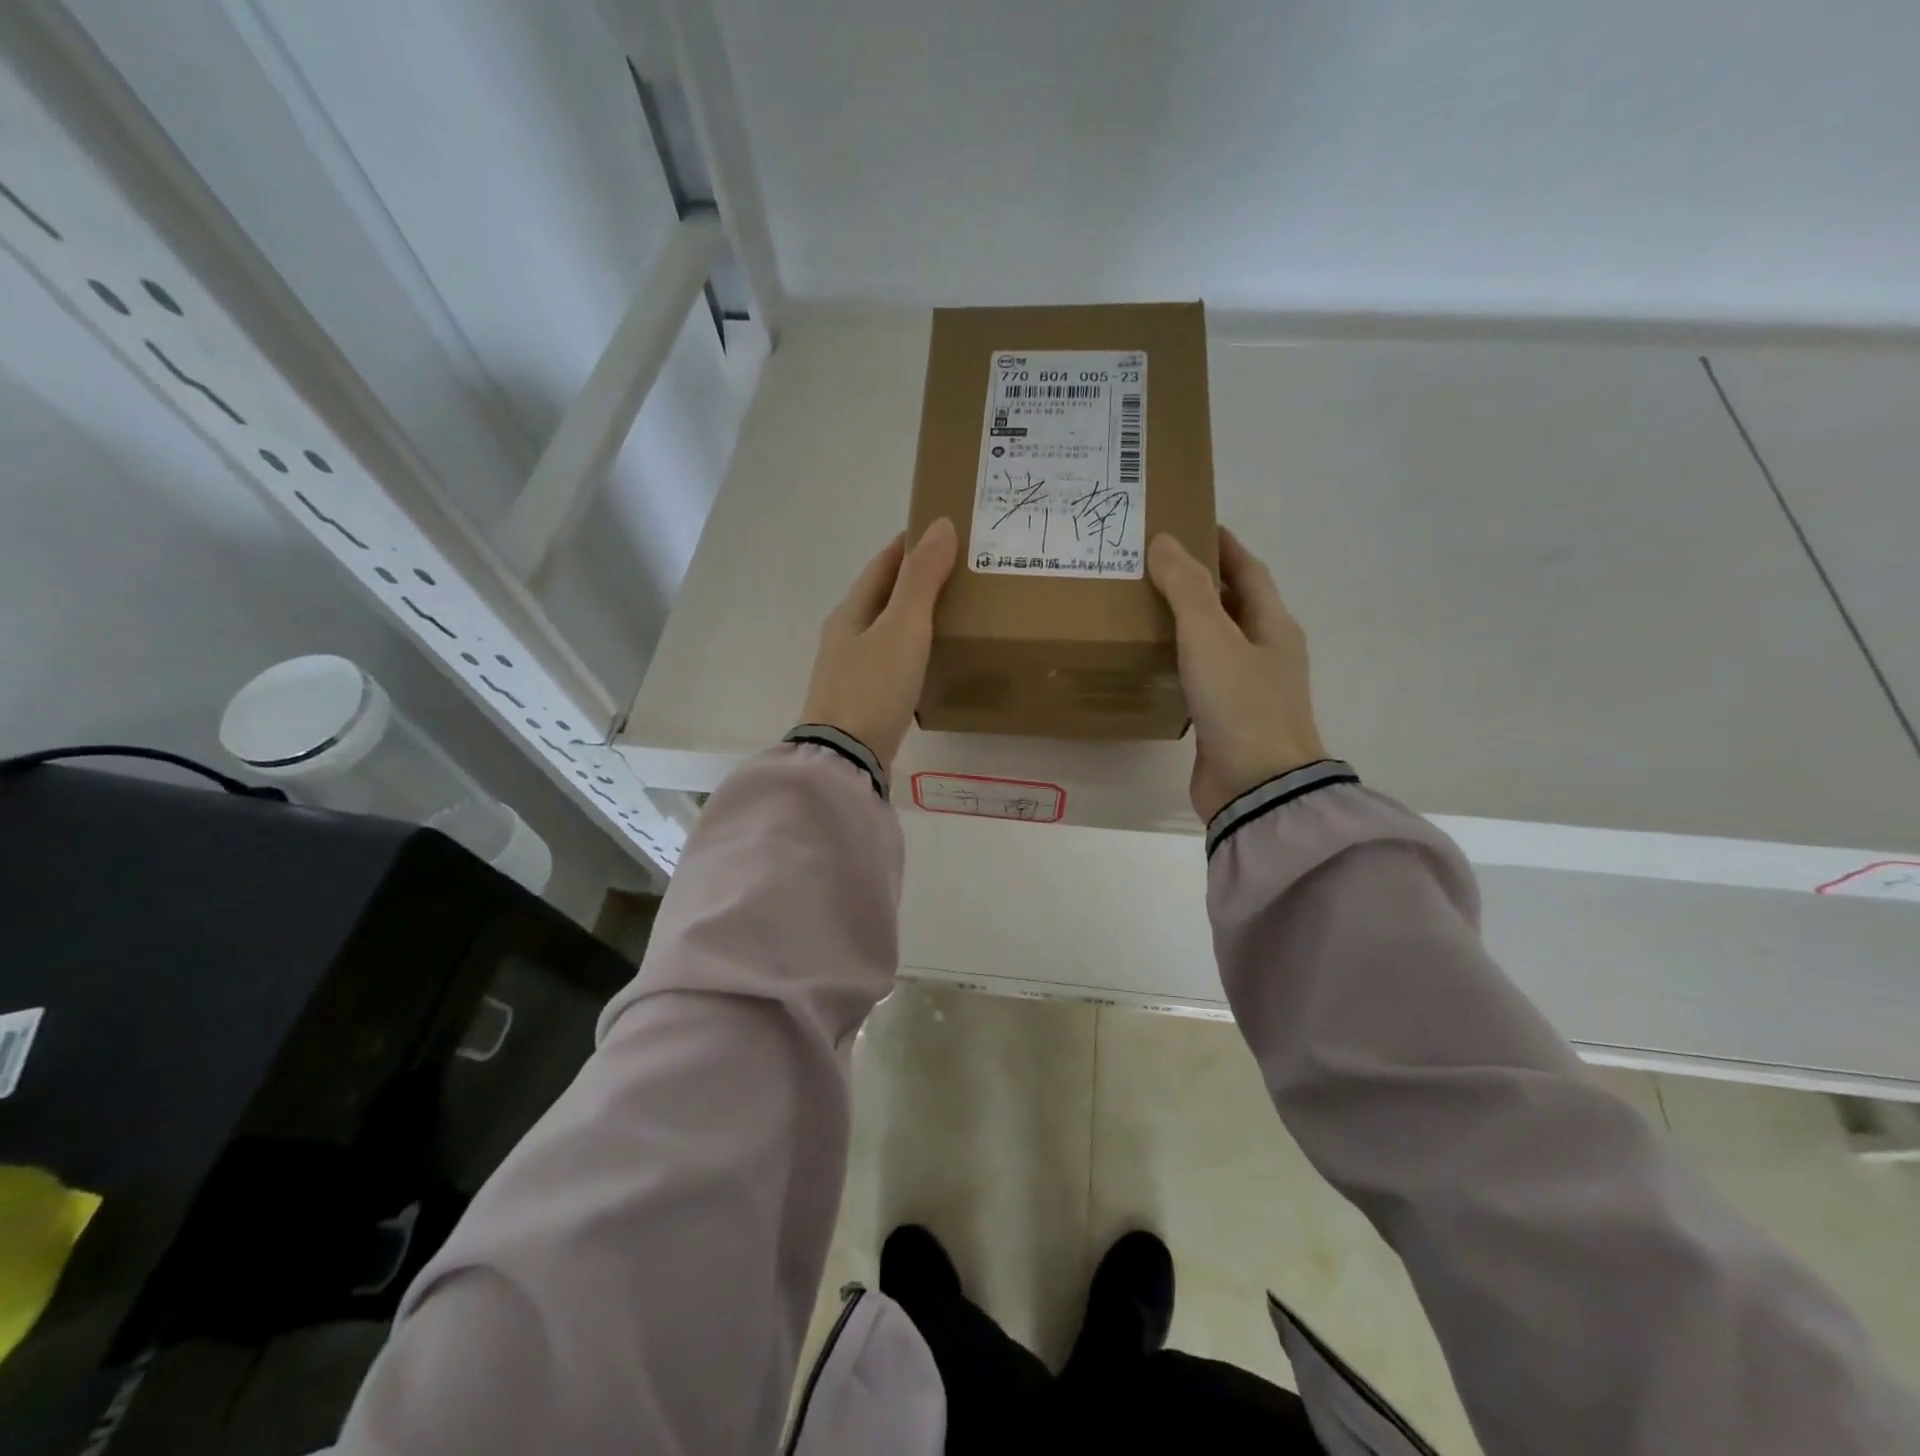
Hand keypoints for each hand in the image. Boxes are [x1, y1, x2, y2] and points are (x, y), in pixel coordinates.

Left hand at [801, 519, 958, 770]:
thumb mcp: (903, 628)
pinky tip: (932, 659)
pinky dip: (912, 649)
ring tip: (954, 612)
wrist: (845, 758)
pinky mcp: (862, 699)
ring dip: (915, 616)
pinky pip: (891, 660)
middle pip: (882, 596)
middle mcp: (845, 636)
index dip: (909, 545)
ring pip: (887, 630)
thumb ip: (922, 580)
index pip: (882, 565)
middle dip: (915, 581)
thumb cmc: (873, 687)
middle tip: (960, 572)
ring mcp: (851, 670)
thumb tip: (940, 525)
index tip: (941, 532)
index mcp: (851, 611)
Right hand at [1148, 527, 1328, 822]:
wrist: (1256, 787)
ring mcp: (1248, 688)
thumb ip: (1186, 588)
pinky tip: (1151, 660)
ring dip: (1187, 621)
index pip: (1249, 571)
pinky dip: (1179, 659)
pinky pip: (1201, 675)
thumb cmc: (1240, 704)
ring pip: (1216, 641)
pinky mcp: (1226, 718)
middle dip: (1200, 581)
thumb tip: (1164, 541)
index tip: (1192, 524)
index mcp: (1273, 625)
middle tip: (1153, 565)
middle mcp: (1266, 652)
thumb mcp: (1210, 637)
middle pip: (1233, 604)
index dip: (1223, 546)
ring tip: (1143, 605)